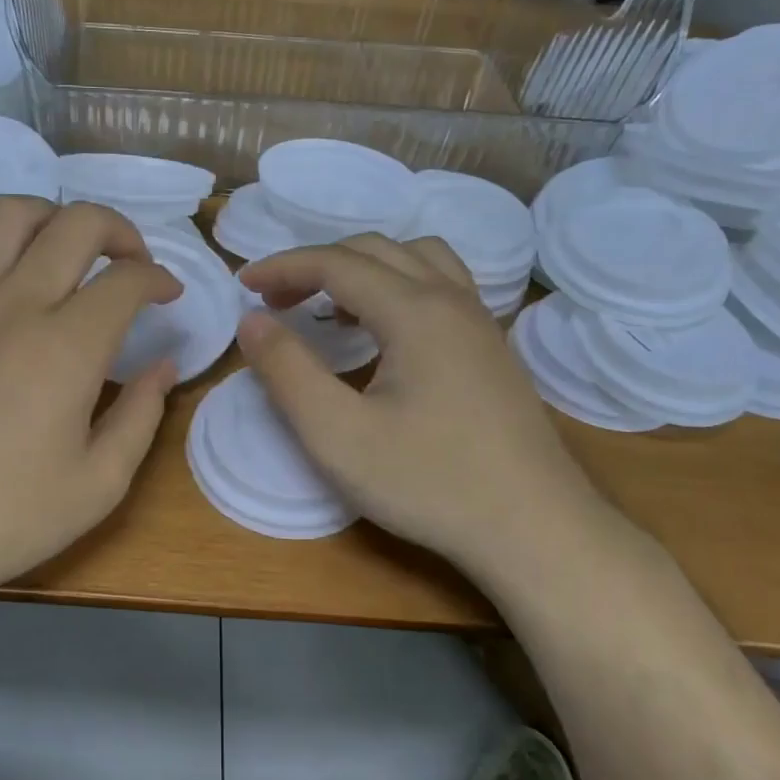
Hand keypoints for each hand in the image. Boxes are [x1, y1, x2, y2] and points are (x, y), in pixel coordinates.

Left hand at [0, 197, 181, 613]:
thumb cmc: (4, 519)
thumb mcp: (98, 484)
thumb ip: (142, 416)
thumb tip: (165, 366)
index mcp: (67, 347)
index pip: (126, 279)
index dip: (158, 278)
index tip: (168, 295)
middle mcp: (14, 306)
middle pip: (75, 224)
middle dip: (119, 229)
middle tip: (131, 261)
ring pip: (5, 216)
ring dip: (48, 218)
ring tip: (63, 249)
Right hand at [237, 235, 609, 576]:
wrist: (536, 530)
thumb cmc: (430, 483)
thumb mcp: (337, 435)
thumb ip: (287, 371)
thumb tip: (253, 320)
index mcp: (414, 310)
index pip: (336, 263)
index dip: (283, 266)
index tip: (242, 284)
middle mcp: (451, 300)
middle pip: (375, 250)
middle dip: (317, 264)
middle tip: (276, 300)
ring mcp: (480, 322)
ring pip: (416, 259)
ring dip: (363, 268)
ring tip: (331, 308)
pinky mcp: (493, 348)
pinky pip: (441, 286)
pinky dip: (398, 285)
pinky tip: (385, 331)